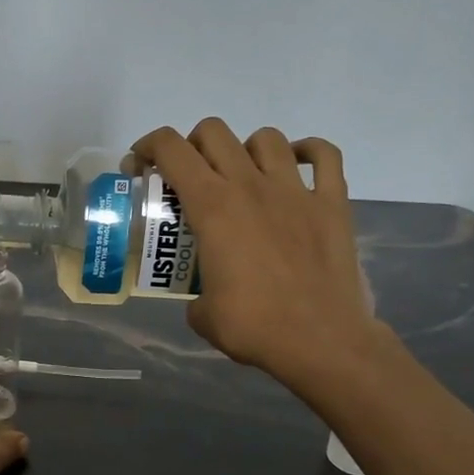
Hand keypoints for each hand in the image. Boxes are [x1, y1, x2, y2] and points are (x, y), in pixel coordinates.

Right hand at [131, 119, 378, 389]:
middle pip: (213, 132)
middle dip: (192, 145)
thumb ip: (196, 296)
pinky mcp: (332, 203)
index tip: (141, 168)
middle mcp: (250, 185)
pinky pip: (324, 155)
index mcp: (212, 207)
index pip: (171, 149)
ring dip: (246, 150)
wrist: (322, 341)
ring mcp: (295, 190)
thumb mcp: (203, 315)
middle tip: (190, 176)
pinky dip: (309, 152)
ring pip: (266, 138)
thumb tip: (203, 299)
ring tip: (243, 177)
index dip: (147, 147)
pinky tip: (297, 166)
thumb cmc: (255, 327)